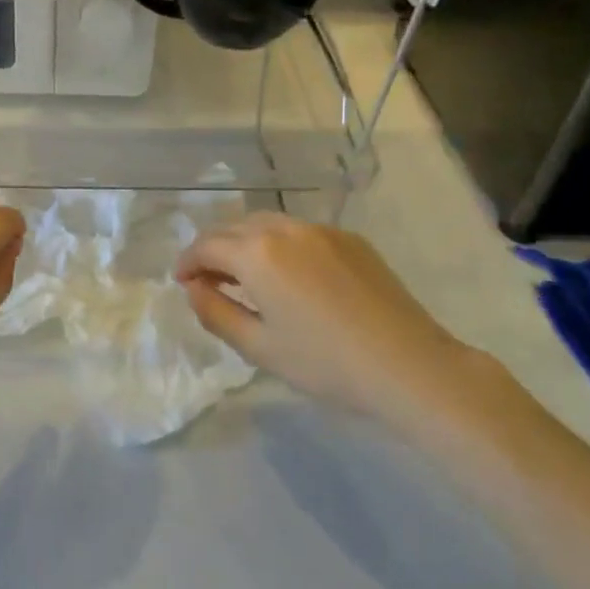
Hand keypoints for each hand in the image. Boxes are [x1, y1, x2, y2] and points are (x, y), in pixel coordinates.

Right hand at [174, 213, 471, 419]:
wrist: (408, 364)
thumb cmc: (325, 362)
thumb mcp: (259, 347)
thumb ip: (216, 312)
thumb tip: (194, 288)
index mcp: (257, 253)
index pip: (207, 246)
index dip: (187, 262)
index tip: (181, 281)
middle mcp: (285, 228)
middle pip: (235, 227)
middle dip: (213, 248)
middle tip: (207, 278)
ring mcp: (321, 229)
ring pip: (268, 223)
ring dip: (246, 242)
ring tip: (244, 274)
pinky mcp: (349, 238)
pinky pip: (300, 232)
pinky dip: (279, 244)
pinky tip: (289, 275)